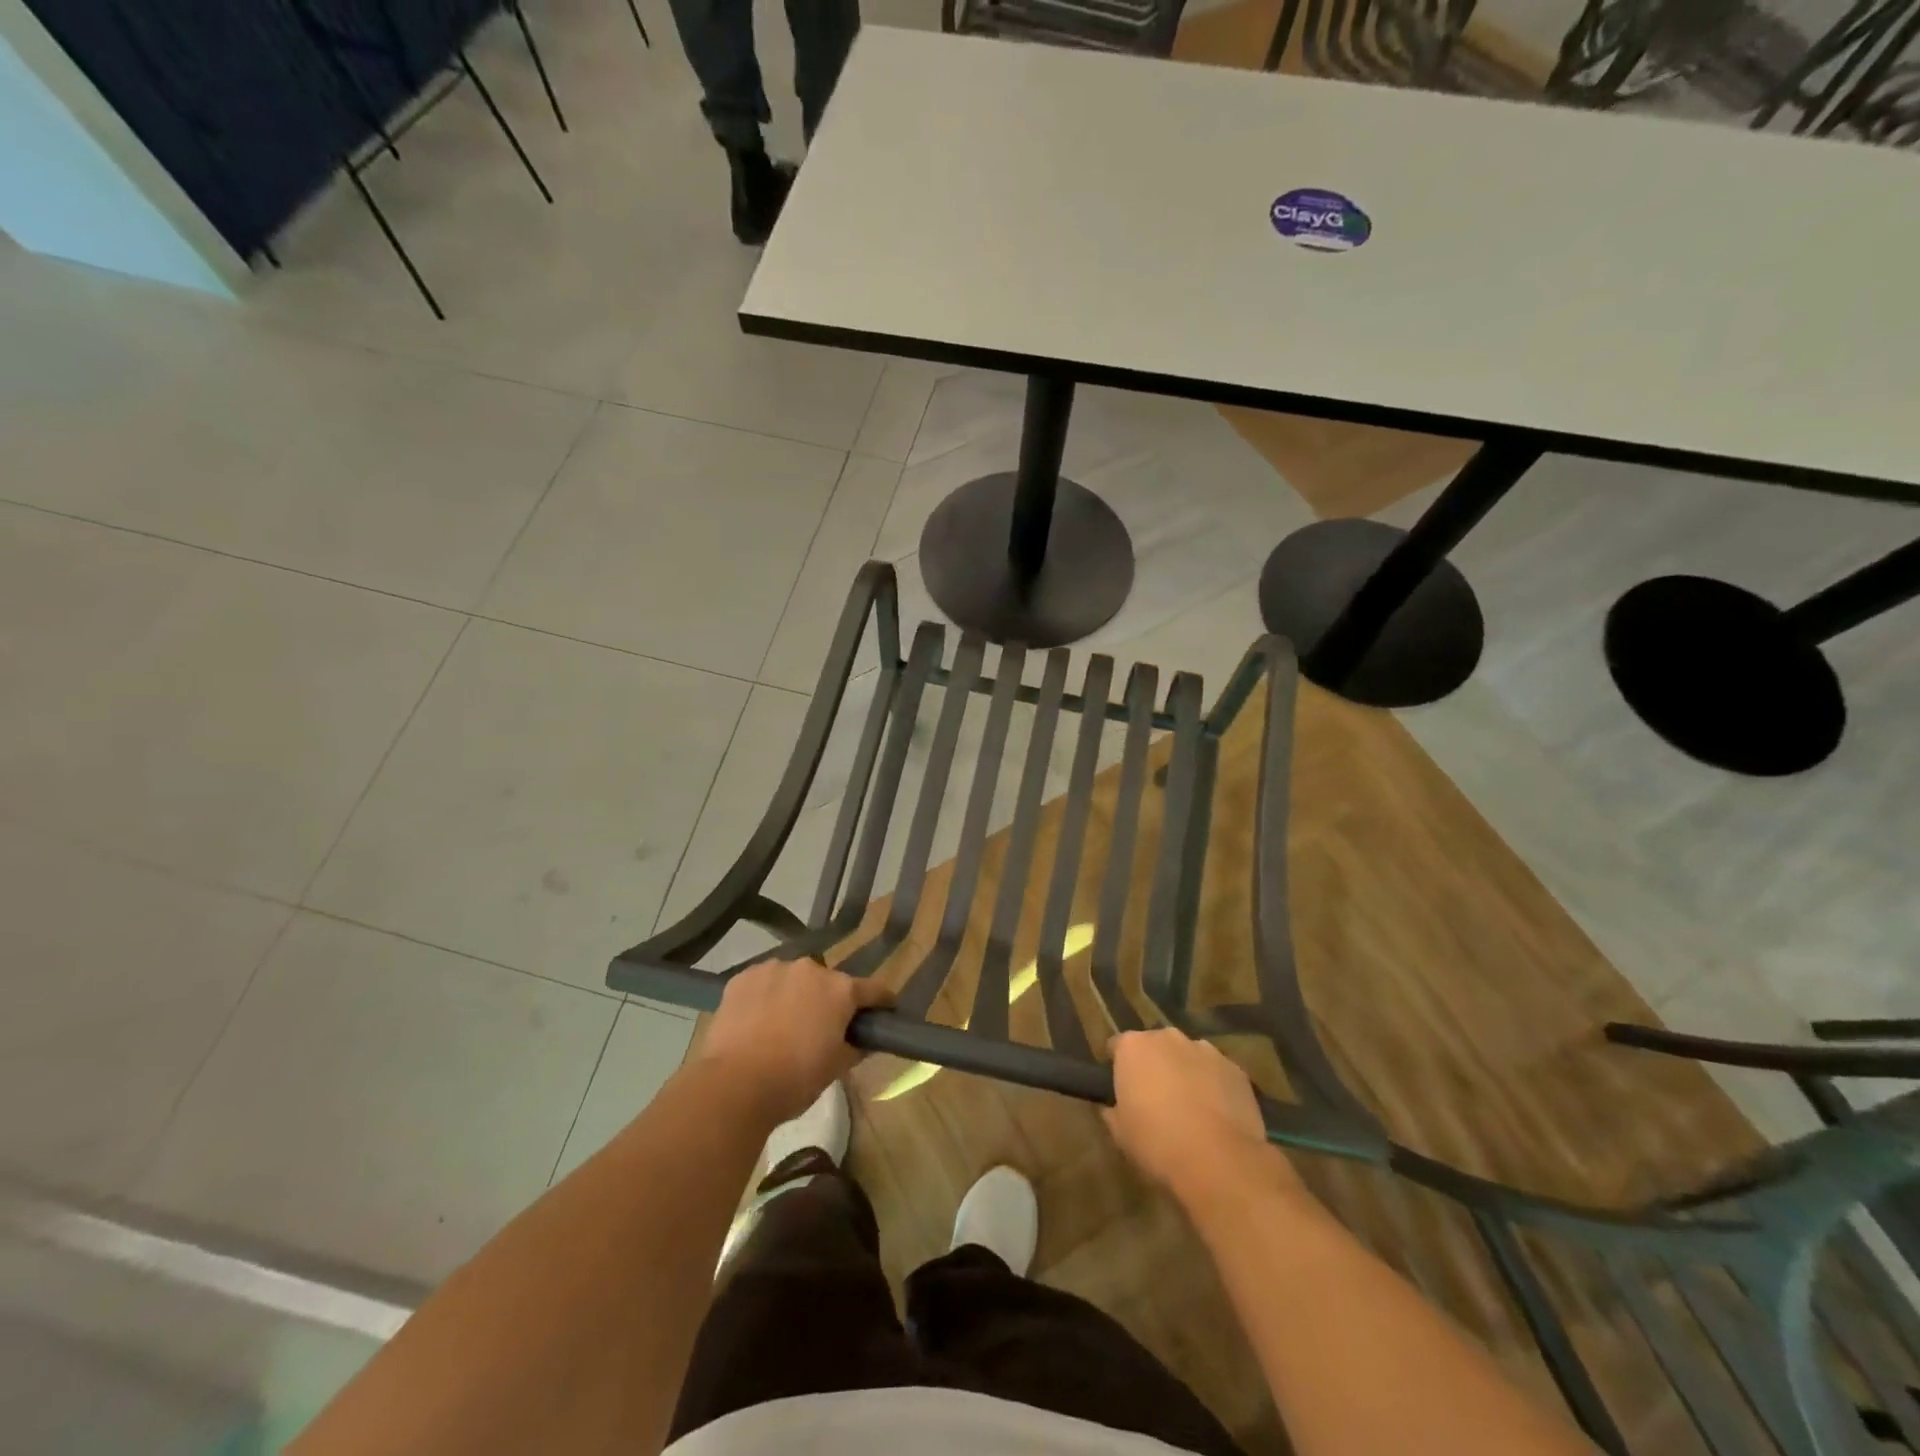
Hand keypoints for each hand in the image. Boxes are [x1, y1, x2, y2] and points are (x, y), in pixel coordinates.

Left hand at [697, 958, 891, 1124]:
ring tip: (783, 1023)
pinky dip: (765, 996)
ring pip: (793, 979)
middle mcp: (810, 969)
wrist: (733, 1085)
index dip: (882, 1002)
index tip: (885, 1012)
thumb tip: (863, 1040)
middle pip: (829, 982)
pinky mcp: (742, 977)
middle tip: (823, 1026)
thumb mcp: (836, 1068)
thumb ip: (855, 1047)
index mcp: (840, 990)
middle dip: (830, 1000)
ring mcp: (773, 969)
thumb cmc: (794, 1079)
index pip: (873, 989)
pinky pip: (763, 983)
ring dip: (795, 994)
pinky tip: (757, 1020)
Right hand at [1104, 1029, 1295, 1207]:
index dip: (1118, 1067)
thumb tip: (1112, 1107)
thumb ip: (1112, 1111)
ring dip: (1186, 1073)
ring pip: (1189, 1057)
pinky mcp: (1235, 1069)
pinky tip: (1217, 1116)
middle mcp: (1168, 1037)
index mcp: (1133, 1046)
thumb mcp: (1119, 1133)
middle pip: (1156, 1046)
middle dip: (1155, 1065)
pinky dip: (1214, 1086)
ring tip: (1191, 1109)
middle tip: (1156, 1099)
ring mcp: (1205, 1050)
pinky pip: (1217, 1073)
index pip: (1118, 1046)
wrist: (1219, 1160)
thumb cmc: (1157, 1143)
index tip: (1121, 1089)